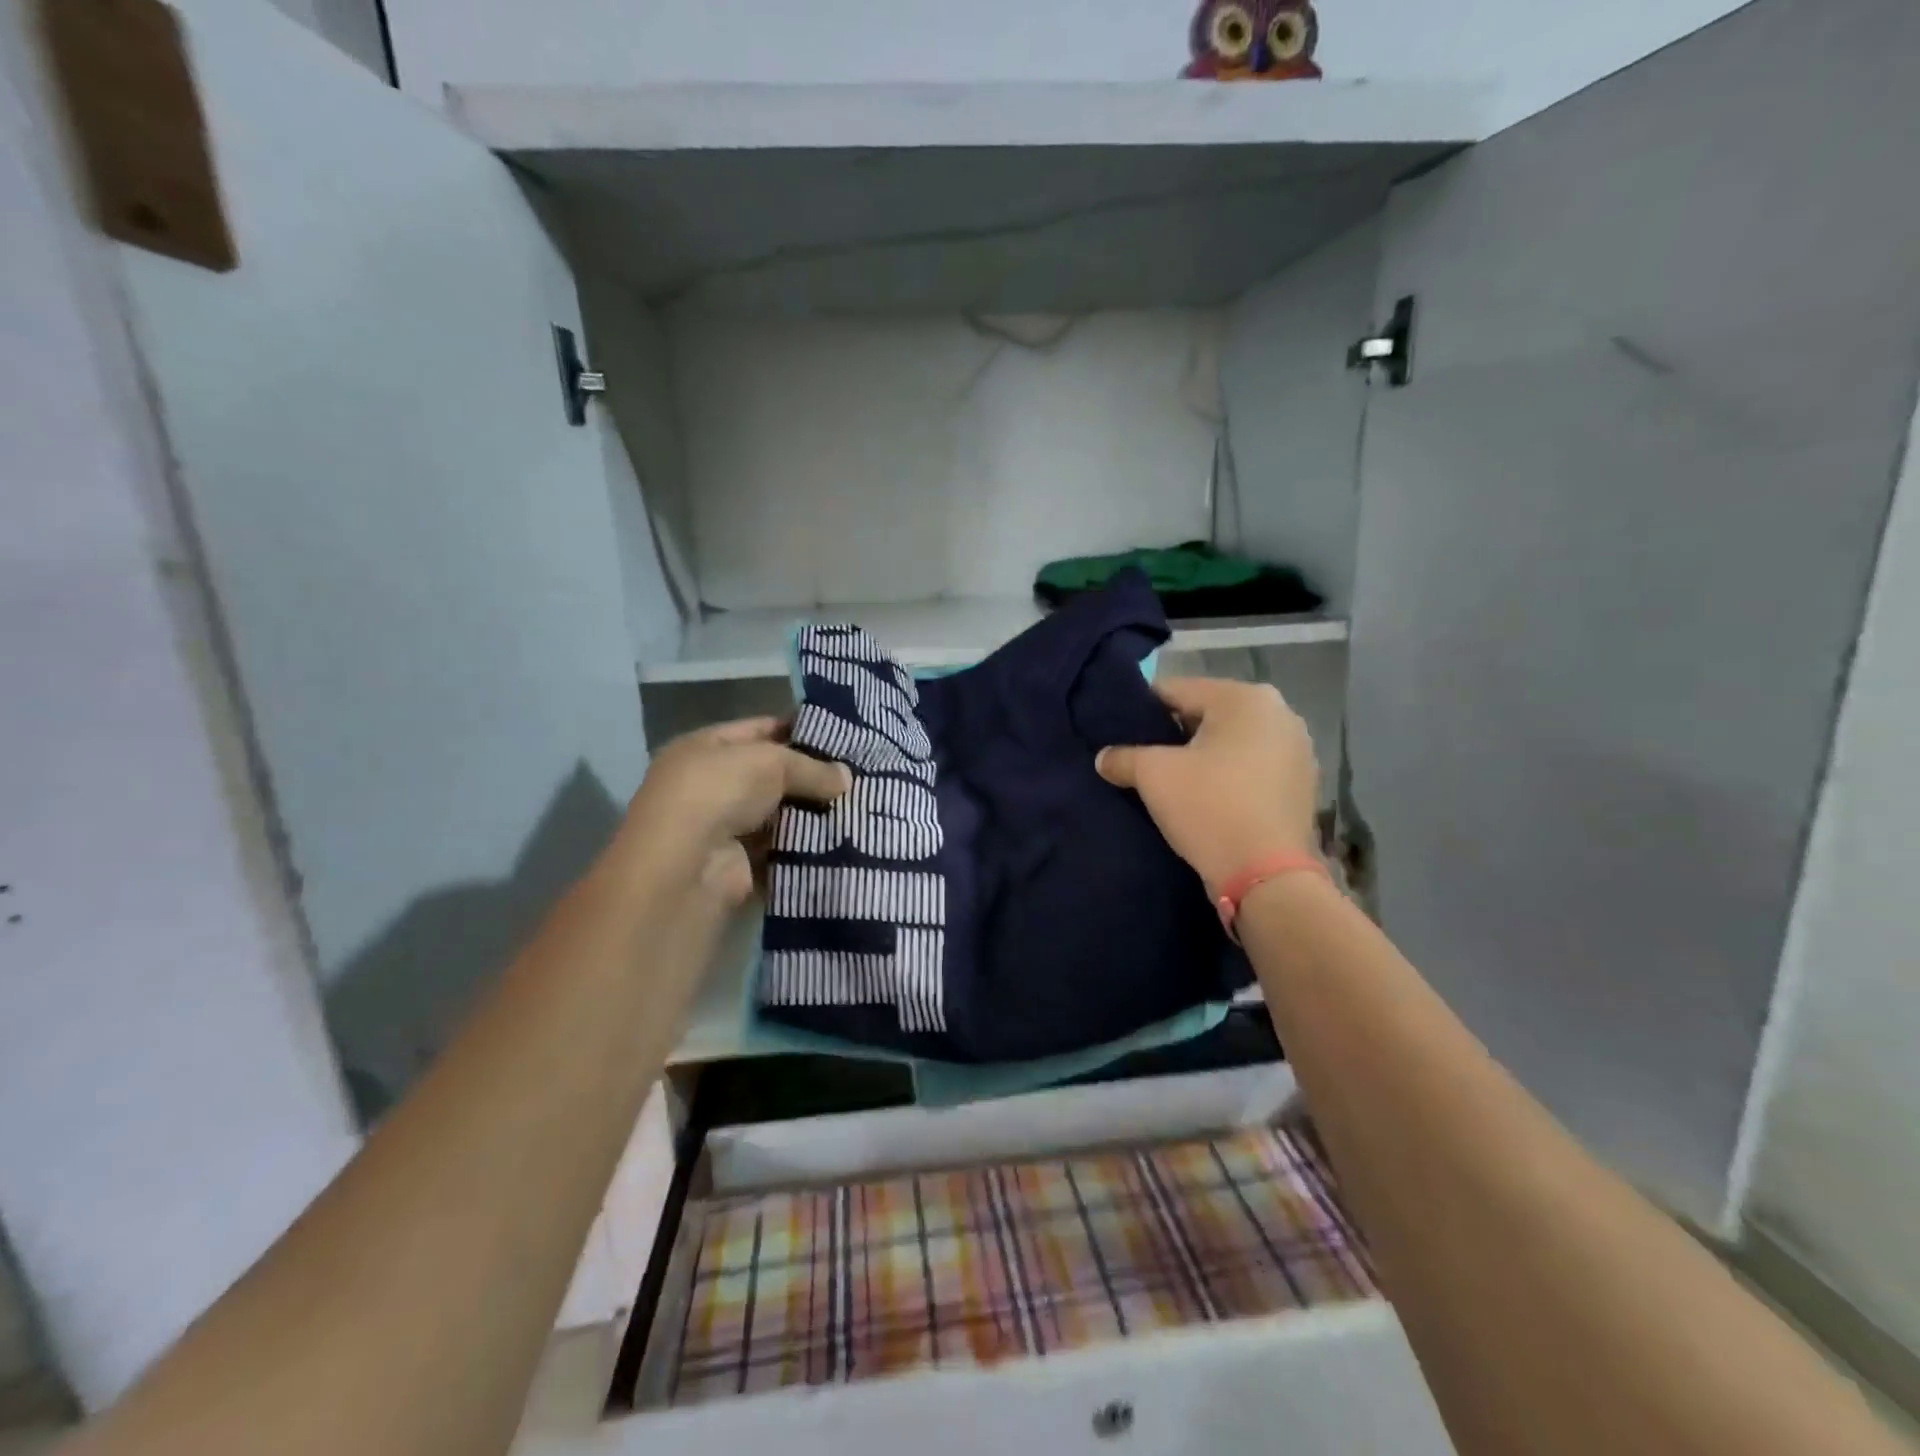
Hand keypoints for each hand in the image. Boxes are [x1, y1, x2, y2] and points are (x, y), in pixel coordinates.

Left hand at [614, 718, 850, 905]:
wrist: (685, 868)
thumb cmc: (718, 793)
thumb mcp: (770, 762)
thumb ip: (811, 767)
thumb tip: (847, 777)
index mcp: (707, 748)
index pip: (760, 730)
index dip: (800, 730)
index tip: (843, 737)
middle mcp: (712, 785)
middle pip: (772, 774)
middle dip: (812, 776)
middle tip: (859, 775)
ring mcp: (724, 827)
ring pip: (780, 814)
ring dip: (813, 813)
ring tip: (859, 806)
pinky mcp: (740, 864)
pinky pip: (782, 850)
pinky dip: (806, 847)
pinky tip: (842, 839)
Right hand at [1096, 678, 1318, 895]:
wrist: (1267, 877)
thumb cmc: (1209, 808)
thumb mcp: (1153, 776)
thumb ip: (1122, 757)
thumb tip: (1103, 758)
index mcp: (1245, 697)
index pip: (1176, 690)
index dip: (1142, 711)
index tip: (1121, 734)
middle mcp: (1280, 712)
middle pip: (1206, 714)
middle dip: (1174, 734)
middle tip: (1144, 760)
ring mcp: (1297, 749)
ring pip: (1231, 742)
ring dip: (1203, 756)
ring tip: (1174, 782)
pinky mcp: (1302, 784)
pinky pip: (1252, 767)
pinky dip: (1228, 776)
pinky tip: (1208, 800)